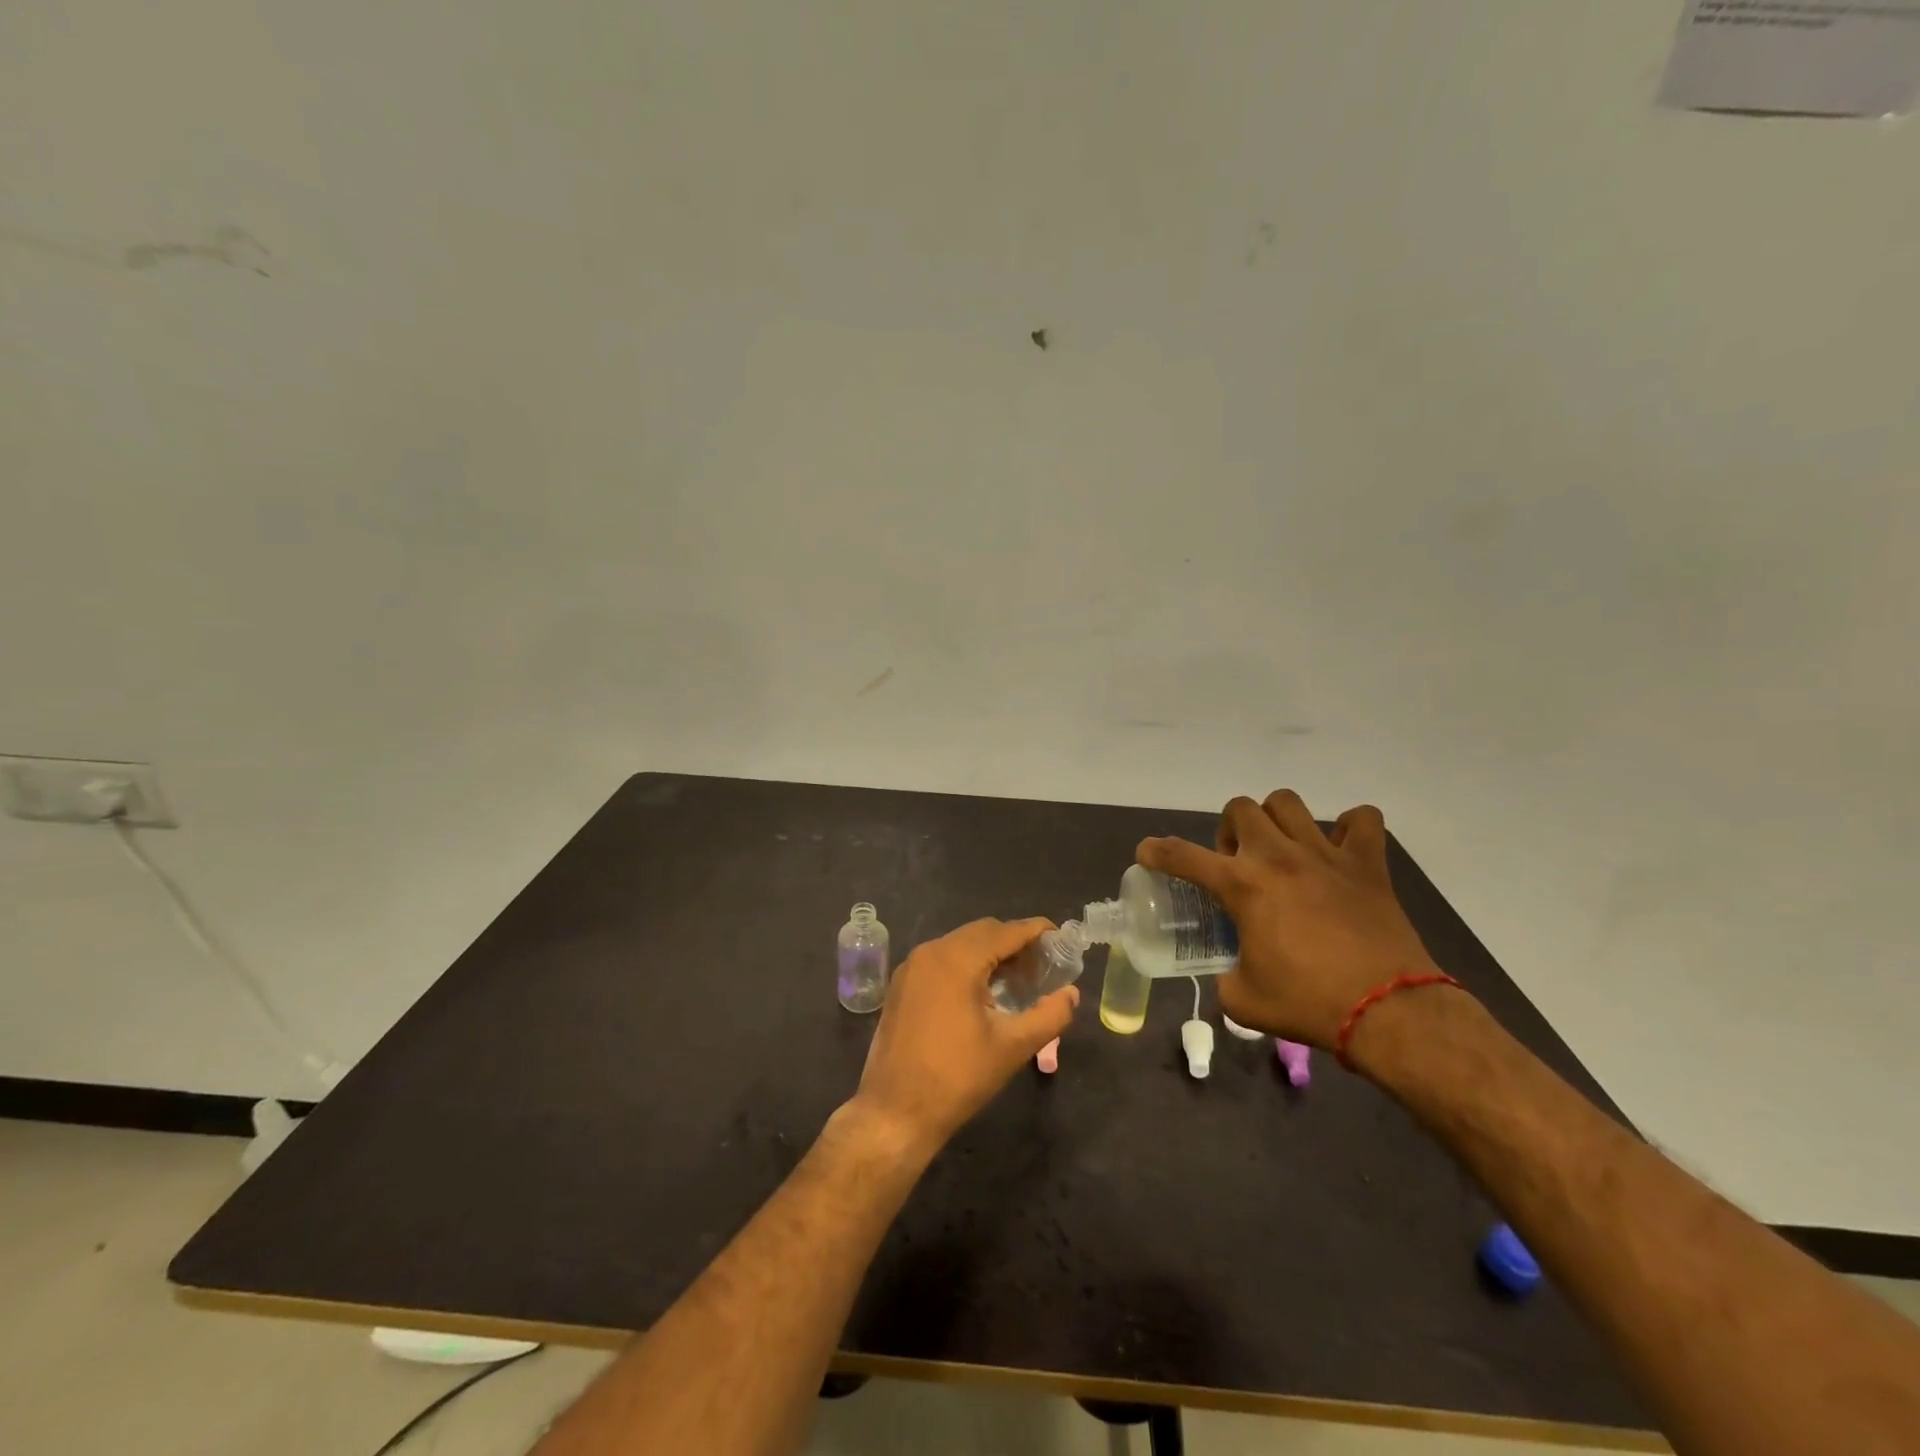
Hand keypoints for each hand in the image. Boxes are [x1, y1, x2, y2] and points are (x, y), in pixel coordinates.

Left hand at [851, 918, 1078, 1153]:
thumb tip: (1071, 994)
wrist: (894, 1112)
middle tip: (1042, 967)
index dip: (1036, 931)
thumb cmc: (957, 1078)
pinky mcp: (902, 985)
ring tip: (1018, 980)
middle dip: (1015, 943)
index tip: (1061, 939)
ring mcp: (911, 967)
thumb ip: (1050, 1015)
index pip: (1006, 931)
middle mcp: (931, 951)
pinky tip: (983, 992)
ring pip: (961, 944)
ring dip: (990, 953)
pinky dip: (967, 964)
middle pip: (982, 932)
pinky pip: (942, 959)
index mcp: (957, 959)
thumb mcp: (1013, 1048)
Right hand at [1139, 791, 1440, 1048]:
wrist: (1389, 1012)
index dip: (1157, 852)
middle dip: (1229, 832)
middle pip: (1239, 808)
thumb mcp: (1244, 999)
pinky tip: (1339, 851)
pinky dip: (1348, 828)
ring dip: (1275, 821)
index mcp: (1243, 886)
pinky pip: (1361, 820)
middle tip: (1238, 866)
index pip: (1182, 856)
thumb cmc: (1309, 1004)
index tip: (1147, 853)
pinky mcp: (1367, 865)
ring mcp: (1325, 854)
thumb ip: (1225, 977)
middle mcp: (1278, 857)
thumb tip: (1230, 974)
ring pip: (1287, 803)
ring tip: (1281, 851)